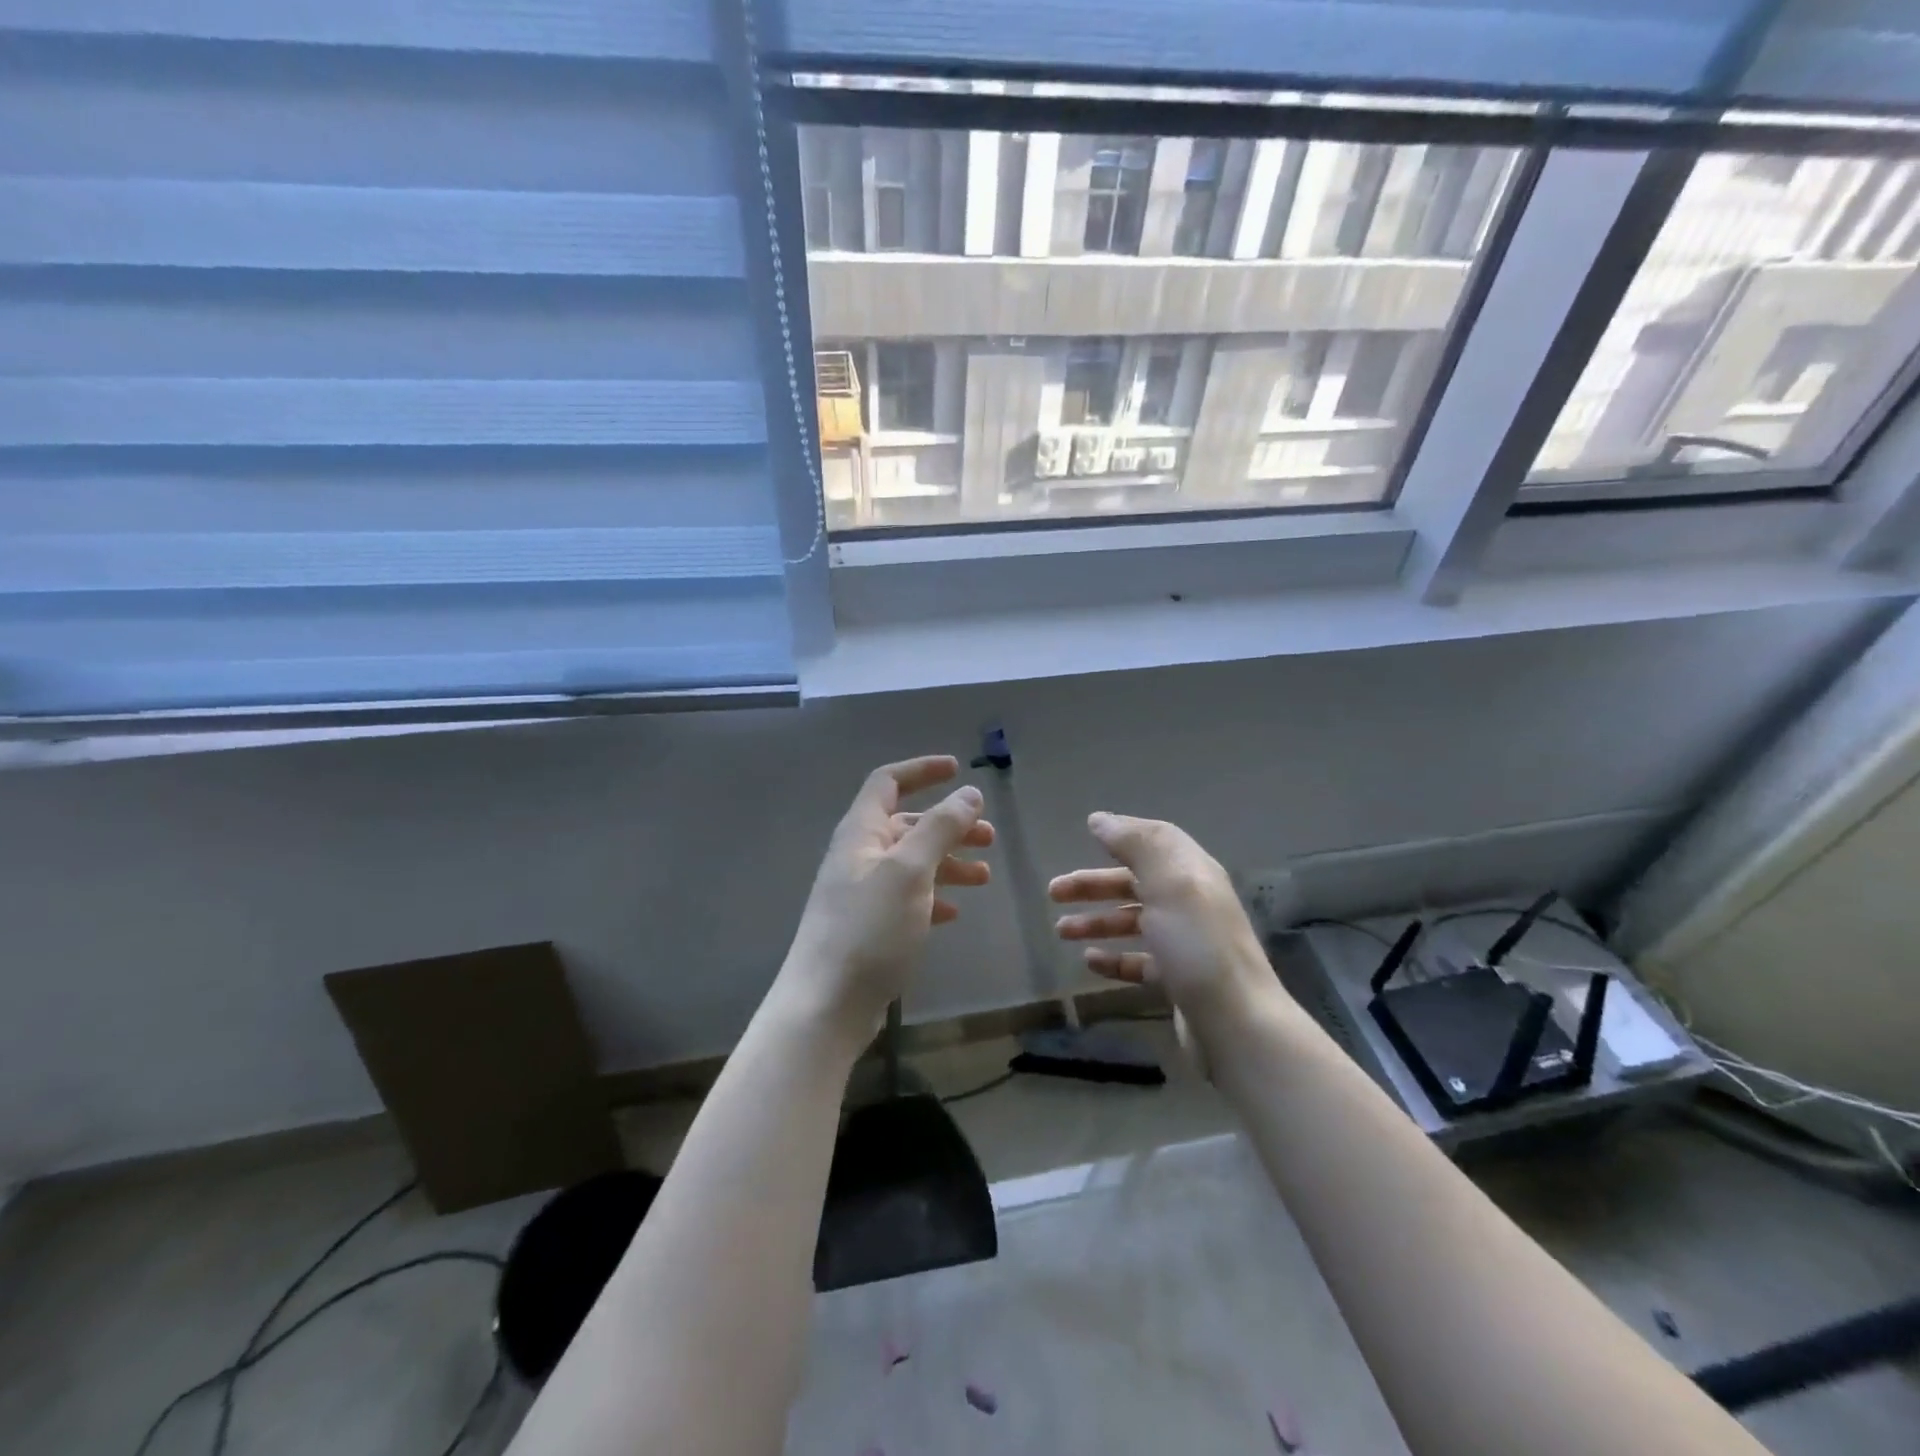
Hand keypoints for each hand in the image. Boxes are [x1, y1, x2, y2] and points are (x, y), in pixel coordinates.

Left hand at [777, 756, 993, 1046]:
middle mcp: (859, 855)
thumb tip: (969, 793)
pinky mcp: (870, 926)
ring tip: (983, 877)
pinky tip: (955, 912)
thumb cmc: (869, 929)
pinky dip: (934, 896)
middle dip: (949, 825)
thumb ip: (940, 828)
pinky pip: (908, 897)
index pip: (888, 782)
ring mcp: (863, 892)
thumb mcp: (910, 871)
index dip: (922, 770)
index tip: (959, 770)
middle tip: (989, 837)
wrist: (827, 1004)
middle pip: (907, 825)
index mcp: (861, 832)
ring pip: (912, 863)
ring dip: (948, 862)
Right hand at [1049, 812, 1279, 1029]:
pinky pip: (1139, 960)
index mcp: (1192, 872)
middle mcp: (1190, 902)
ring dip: (1097, 921)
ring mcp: (1185, 943)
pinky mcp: (1178, 979)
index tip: (1085, 832)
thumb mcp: (1168, 882)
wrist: (1235, 1023)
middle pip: (1136, 882)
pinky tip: (1090, 960)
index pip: (1155, 841)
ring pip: (1133, 922)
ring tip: (1061, 930)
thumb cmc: (1197, 944)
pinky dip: (1114, 958)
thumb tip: (1101, 820)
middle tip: (1053, 892)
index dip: (1122, 834)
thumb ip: (1135, 844)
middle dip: (1094, 884)